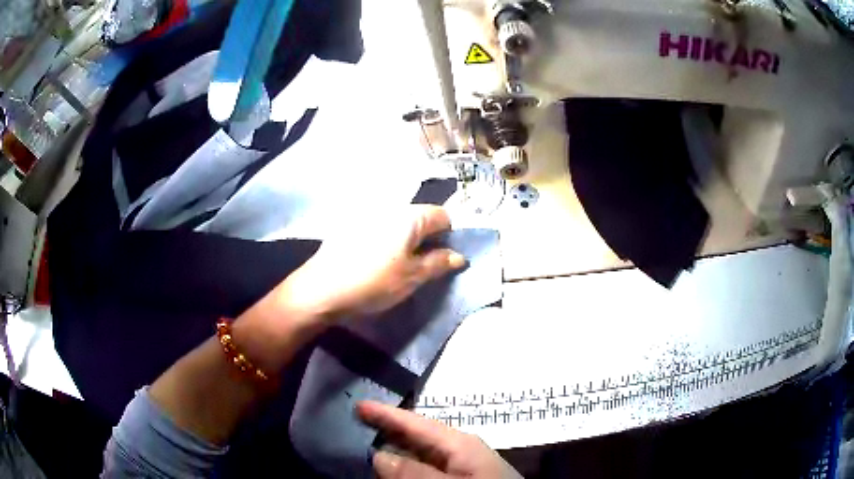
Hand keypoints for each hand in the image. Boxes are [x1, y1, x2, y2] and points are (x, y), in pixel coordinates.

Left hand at [274, 205, 465, 320]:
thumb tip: (459, 257)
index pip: (442, 215)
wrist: (322, 288)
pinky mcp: (350, 225)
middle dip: (426, 239)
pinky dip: (385, 241)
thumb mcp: (412, 277)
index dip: (447, 236)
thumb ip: (439, 263)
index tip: (440, 259)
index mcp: (409, 215)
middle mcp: (389, 207)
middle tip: (420, 266)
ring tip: (396, 266)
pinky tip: (374, 261)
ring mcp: (368, 214)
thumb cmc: (373, 282)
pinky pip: (379, 228)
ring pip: (399, 224)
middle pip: (419, 218)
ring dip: (405, 241)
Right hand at [357, 401, 521, 478]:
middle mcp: (460, 449)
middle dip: (389, 428)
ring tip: (369, 440)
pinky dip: (411, 463)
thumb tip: (379, 456)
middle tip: (359, 419)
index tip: (359, 404)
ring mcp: (463, 464)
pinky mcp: (463, 475)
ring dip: (397, 448)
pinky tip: (397, 466)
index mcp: (460, 443)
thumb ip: (415, 473)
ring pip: (422, 452)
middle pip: (418, 435)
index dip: (386, 414)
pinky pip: (430, 465)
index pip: (416, 423)